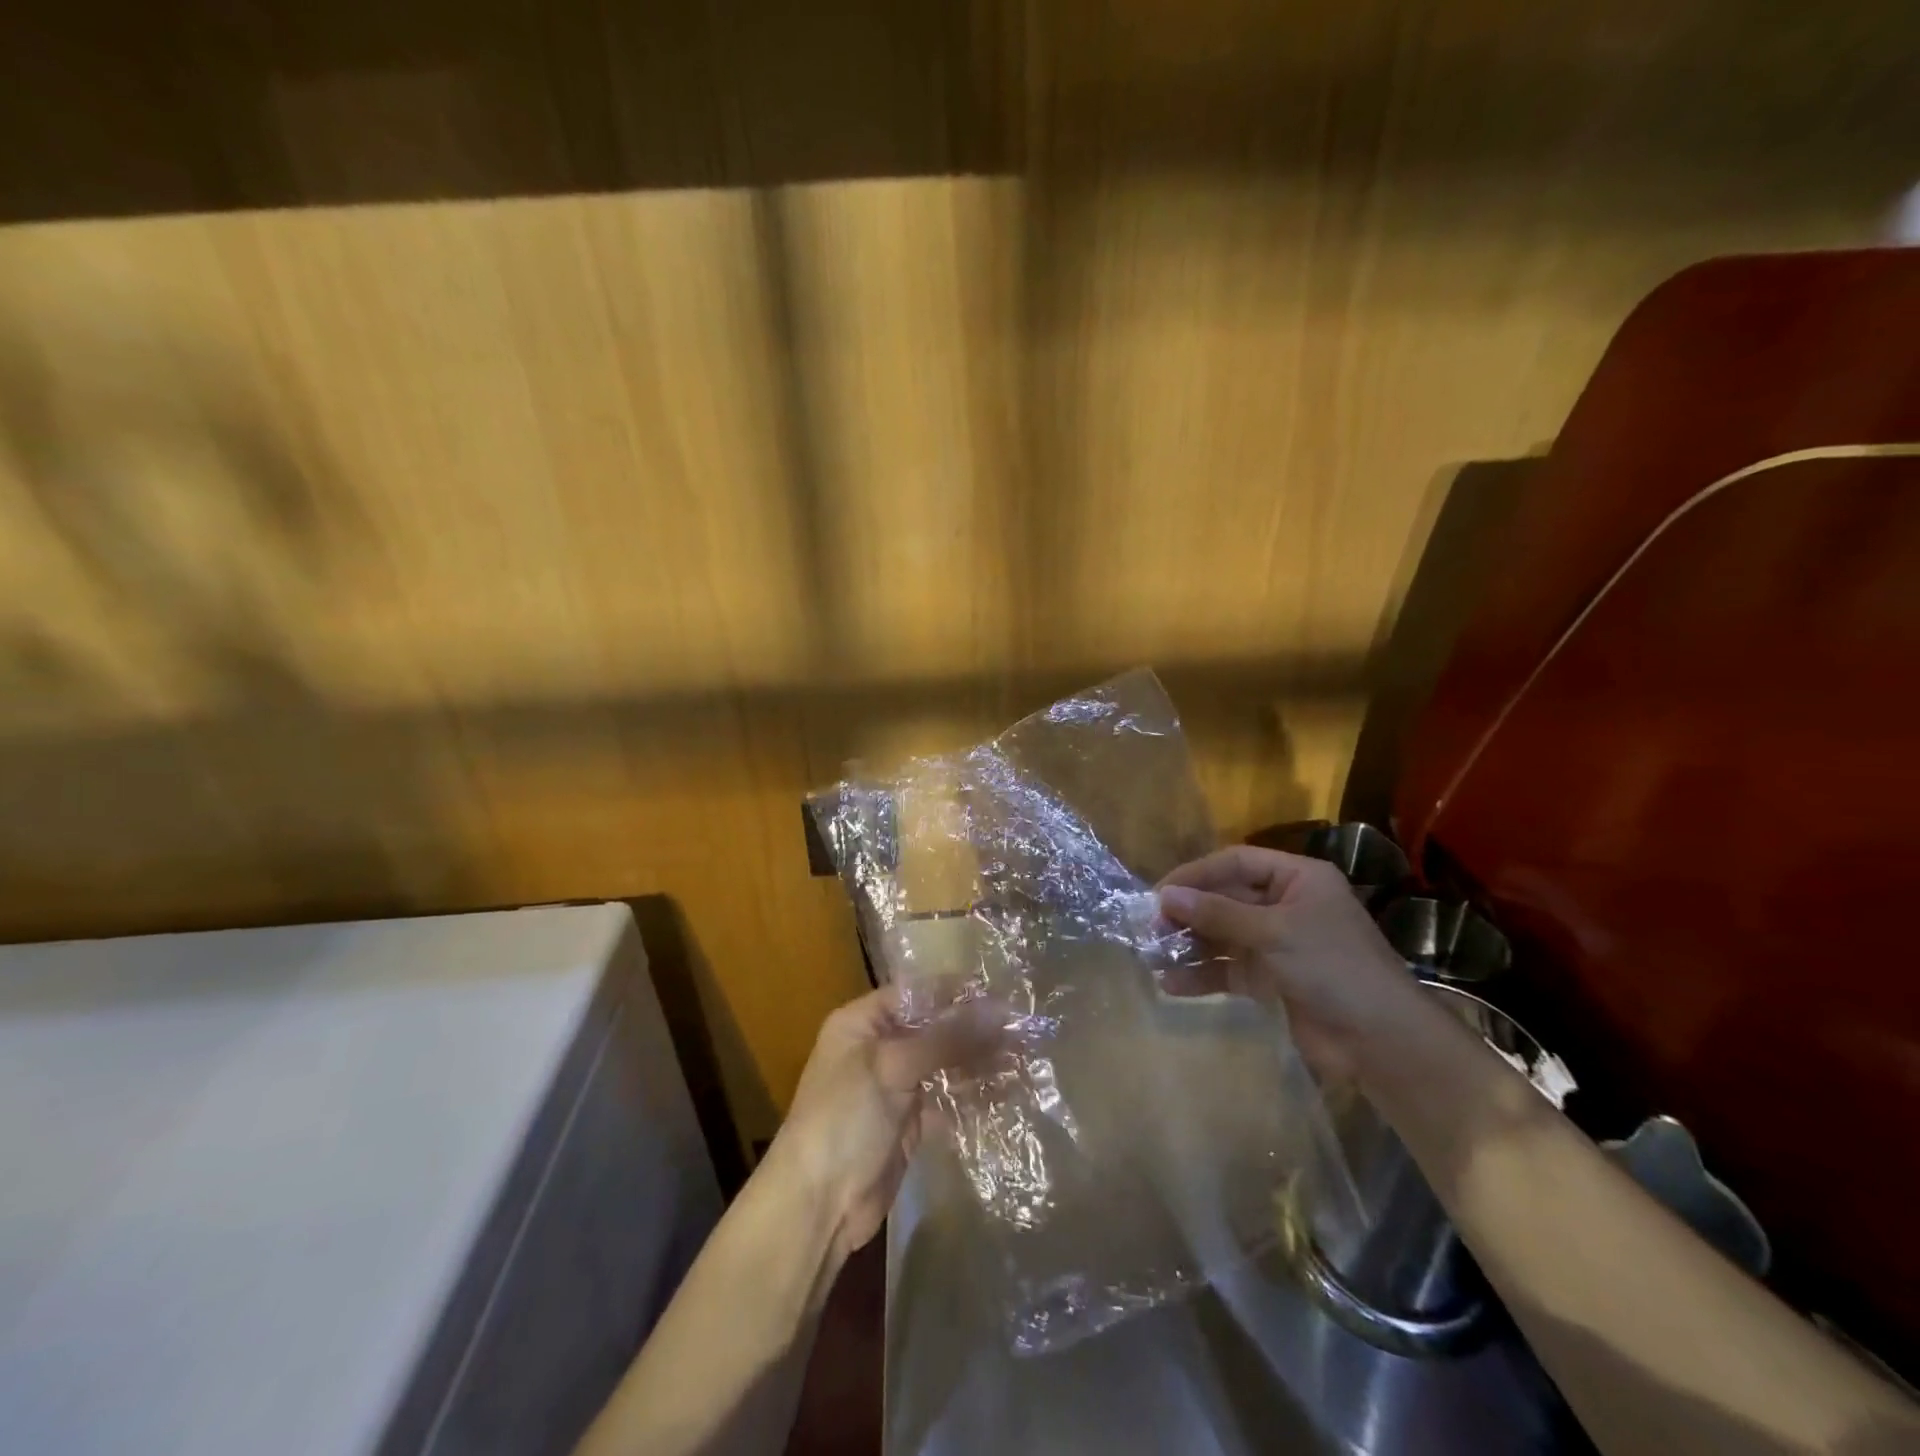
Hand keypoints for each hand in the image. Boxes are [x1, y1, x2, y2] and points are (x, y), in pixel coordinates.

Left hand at [763, 986, 1000, 1261]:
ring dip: (979, 1061)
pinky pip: (947, 1098)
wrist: (819, 1204)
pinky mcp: (911, 1122)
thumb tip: (998, 1010)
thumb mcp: (891, 1067)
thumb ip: (945, 1038)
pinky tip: (1006, 1091)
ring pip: (944, 1063)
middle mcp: (879, 1047)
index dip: (955, 992)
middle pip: (933, 1028)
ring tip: (1022, 1058)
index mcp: (862, 1022)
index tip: (1000, 994)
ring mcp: (896, 1086)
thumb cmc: (845, 1118)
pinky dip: (972, 1095)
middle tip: (1021, 1029)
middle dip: (974, 1028)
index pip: (915, 994)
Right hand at [1157, 846, 1413, 1078]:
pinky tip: (1173, 984)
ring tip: (1153, 955)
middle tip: (1150, 927)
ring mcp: (1277, 944)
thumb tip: (1164, 897)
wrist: (1381, 1042)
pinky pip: (1228, 969)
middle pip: (1225, 899)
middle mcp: (1285, 905)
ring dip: (1189, 945)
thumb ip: (1218, 913)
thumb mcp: (1274, 932)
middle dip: (1188, 913)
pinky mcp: (1271, 980)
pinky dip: (1202, 975)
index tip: (1158, 893)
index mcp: (1297, 879)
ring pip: (1222, 935)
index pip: (1235, 863)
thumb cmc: (1333, 968)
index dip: (1195, 874)